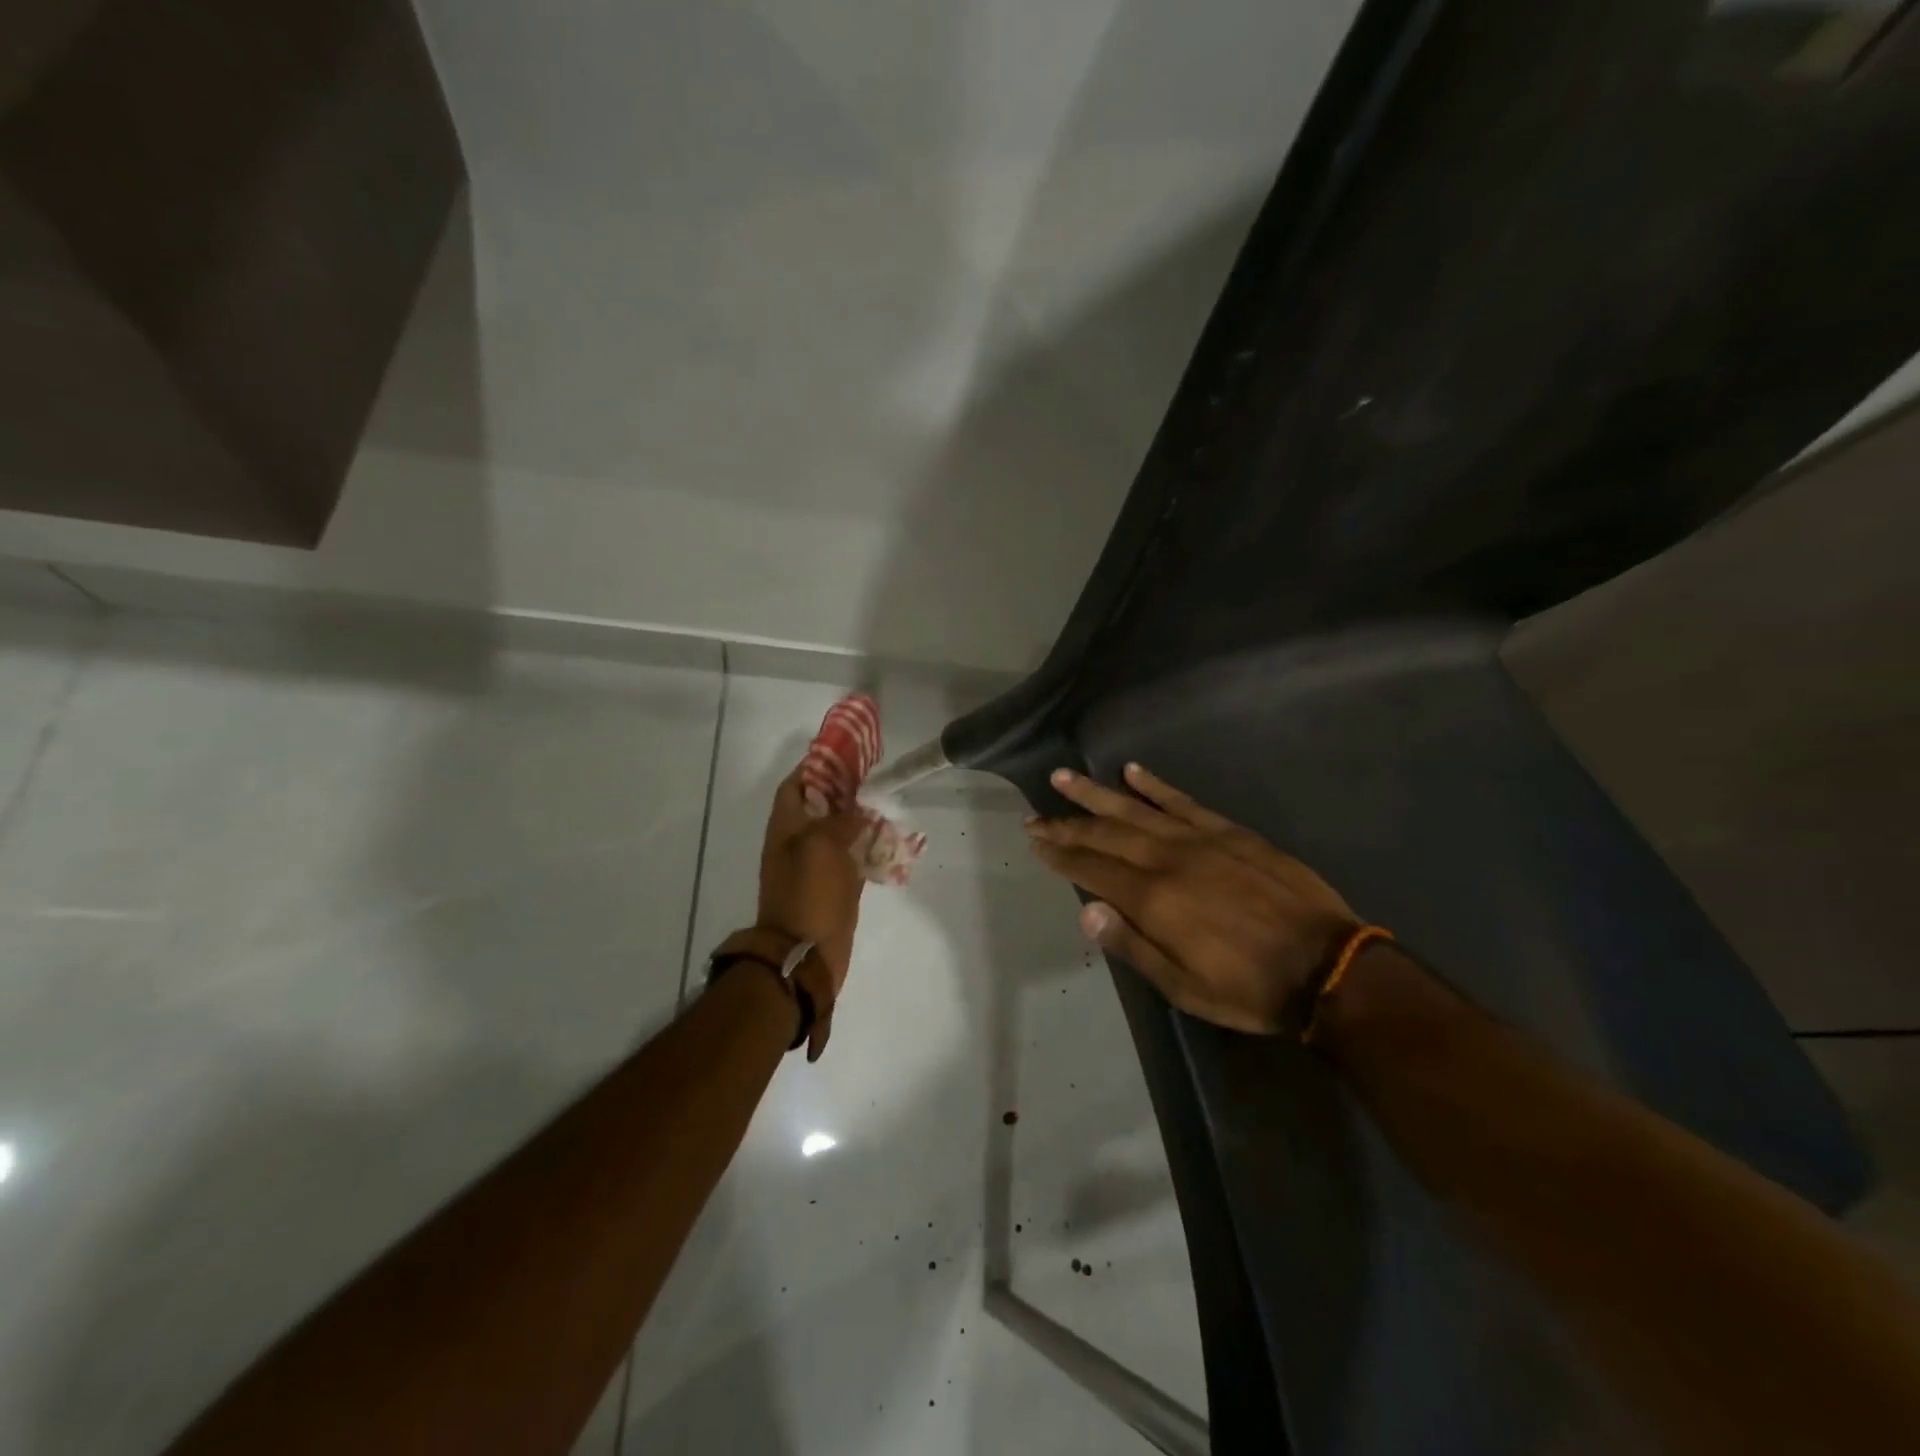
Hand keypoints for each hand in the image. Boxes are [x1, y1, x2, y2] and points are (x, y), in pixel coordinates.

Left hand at [757, 765, 866, 1002]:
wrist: (805, 955)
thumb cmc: (809, 895)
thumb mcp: (821, 845)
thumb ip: (840, 820)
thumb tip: (858, 812)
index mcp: (786, 829)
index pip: (796, 786)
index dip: (815, 767)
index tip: (845, 754)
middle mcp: (799, 843)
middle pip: (820, 806)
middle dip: (844, 790)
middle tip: (874, 777)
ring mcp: (818, 867)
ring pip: (839, 832)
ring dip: (860, 818)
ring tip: (887, 804)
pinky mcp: (836, 888)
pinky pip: (853, 859)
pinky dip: (869, 848)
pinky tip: (892, 841)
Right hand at [1026, 763, 1359, 1034]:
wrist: (1327, 966)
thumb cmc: (1249, 988)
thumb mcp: (1184, 987)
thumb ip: (1132, 946)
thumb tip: (1086, 911)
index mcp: (1154, 900)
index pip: (1092, 868)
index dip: (1060, 854)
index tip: (1035, 841)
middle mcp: (1168, 860)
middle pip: (1106, 834)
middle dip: (1066, 824)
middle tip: (1035, 816)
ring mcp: (1200, 840)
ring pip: (1136, 809)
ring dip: (1096, 793)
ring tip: (1063, 777)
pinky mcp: (1229, 832)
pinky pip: (1184, 802)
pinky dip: (1155, 786)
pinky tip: (1132, 771)